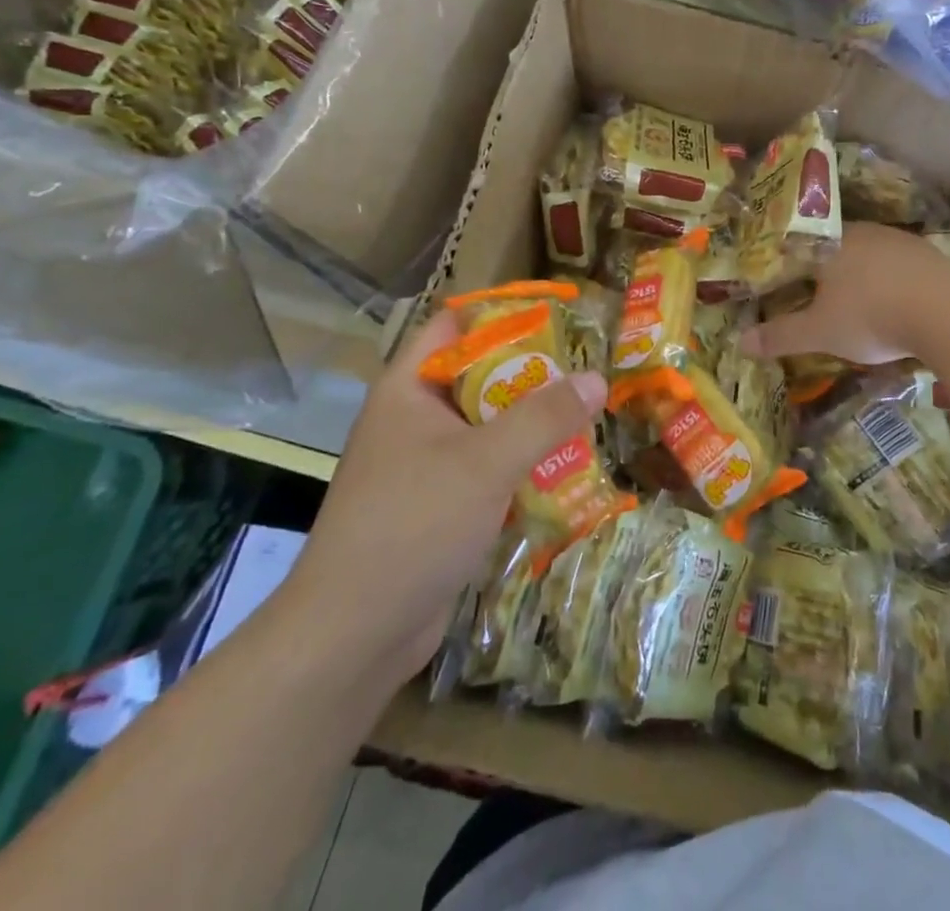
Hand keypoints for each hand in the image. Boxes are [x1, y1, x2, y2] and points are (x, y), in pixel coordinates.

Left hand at [285, 312, 607, 684]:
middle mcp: (415, 418)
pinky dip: (522, 464)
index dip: (503, 313)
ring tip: (589, 414)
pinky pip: (488, 468)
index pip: (455, 325)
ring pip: (488, 425)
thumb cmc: (413, 525)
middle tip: (588, 369)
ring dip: (533, 422)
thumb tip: (597, 378)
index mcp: (409, 389)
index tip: (559, 315)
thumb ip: (544, 417)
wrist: (352, 636)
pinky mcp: (440, 505)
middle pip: (480, 375)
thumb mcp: (485, 462)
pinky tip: (566, 469)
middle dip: (533, 372)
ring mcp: (425, 464)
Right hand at [740, 222, 949, 365]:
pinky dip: (890, 283)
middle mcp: (862, 232)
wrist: (949, 312)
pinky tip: (894, 303)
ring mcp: (899, 241)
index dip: (787, 268)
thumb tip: (739, 342)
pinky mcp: (929, 256)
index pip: (797, 249)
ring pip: (868, 256)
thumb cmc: (870, 316)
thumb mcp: (819, 333)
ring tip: (855, 303)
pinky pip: (898, 267)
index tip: (782, 286)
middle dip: (824, 272)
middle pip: (833, 249)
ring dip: (860, 277)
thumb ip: (780, 336)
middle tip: (816, 296)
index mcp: (829, 243)